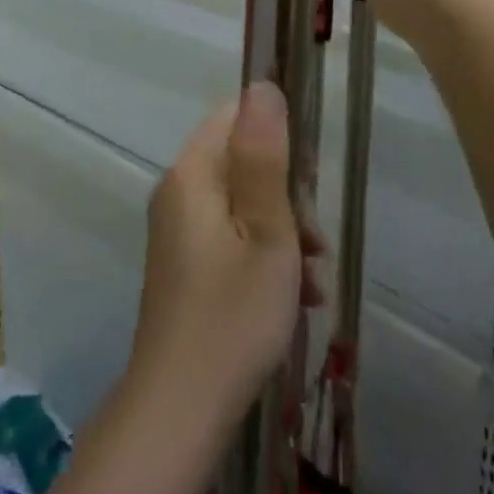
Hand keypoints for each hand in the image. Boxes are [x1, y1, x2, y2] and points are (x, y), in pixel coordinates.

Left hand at [129, 84, 322, 427]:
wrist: (179, 408)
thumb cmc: (233, 314)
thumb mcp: (266, 230)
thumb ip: (265, 155)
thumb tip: (263, 85)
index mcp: (192, 173)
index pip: (235, 117)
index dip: (277, 137)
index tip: (307, 181)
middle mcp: (178, 191)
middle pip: (241, 162)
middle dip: (286, 196)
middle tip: (314, 243)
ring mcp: (179, 230)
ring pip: (242, 204)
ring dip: (283, 232)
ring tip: (310, 280)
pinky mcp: (185, 264)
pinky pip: (231, 237)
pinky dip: (263, 256)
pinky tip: (293, 298)